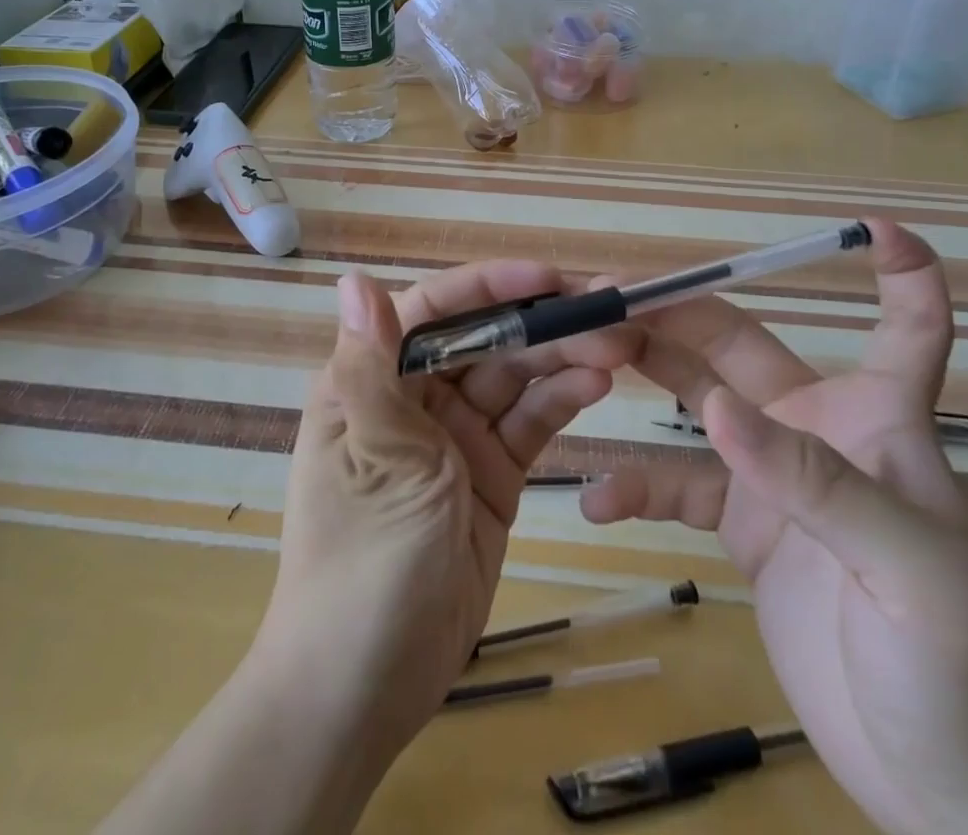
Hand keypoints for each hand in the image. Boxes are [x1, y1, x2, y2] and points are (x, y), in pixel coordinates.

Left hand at [264, 262, 624, 759]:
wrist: (366, 689)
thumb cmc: (363, 561)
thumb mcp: (377, 456)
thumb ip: (373, 364)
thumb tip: (351, 279)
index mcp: (369, 379)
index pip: (433, 311)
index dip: (489, 286)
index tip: (547, 277)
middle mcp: (413, 398)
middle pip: (483, 340)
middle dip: (539, 323)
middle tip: (606, 312)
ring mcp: (455, 437)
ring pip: (512, 378)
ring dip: (559, 358)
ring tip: (616, 347)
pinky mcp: (490, 475)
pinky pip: (527, 424)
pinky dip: (559, 401)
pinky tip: (595, 385)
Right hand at [583, 220, 967, 834]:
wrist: (950, 792)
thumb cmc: (962, 669)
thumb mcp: (908, 572)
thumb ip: (816, 482)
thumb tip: (717, 410)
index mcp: (877, 420)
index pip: (907, 329)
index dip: (901, 274)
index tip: (872, 227)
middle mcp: (815, 429)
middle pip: (736, 344)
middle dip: (674, 310)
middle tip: (602, 294)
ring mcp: (771, 475)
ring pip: (693, 396)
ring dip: (639, 371)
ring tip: (578, 355)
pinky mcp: (741, 526)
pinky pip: (677, 486)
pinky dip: (636, 485)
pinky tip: (596, 499)